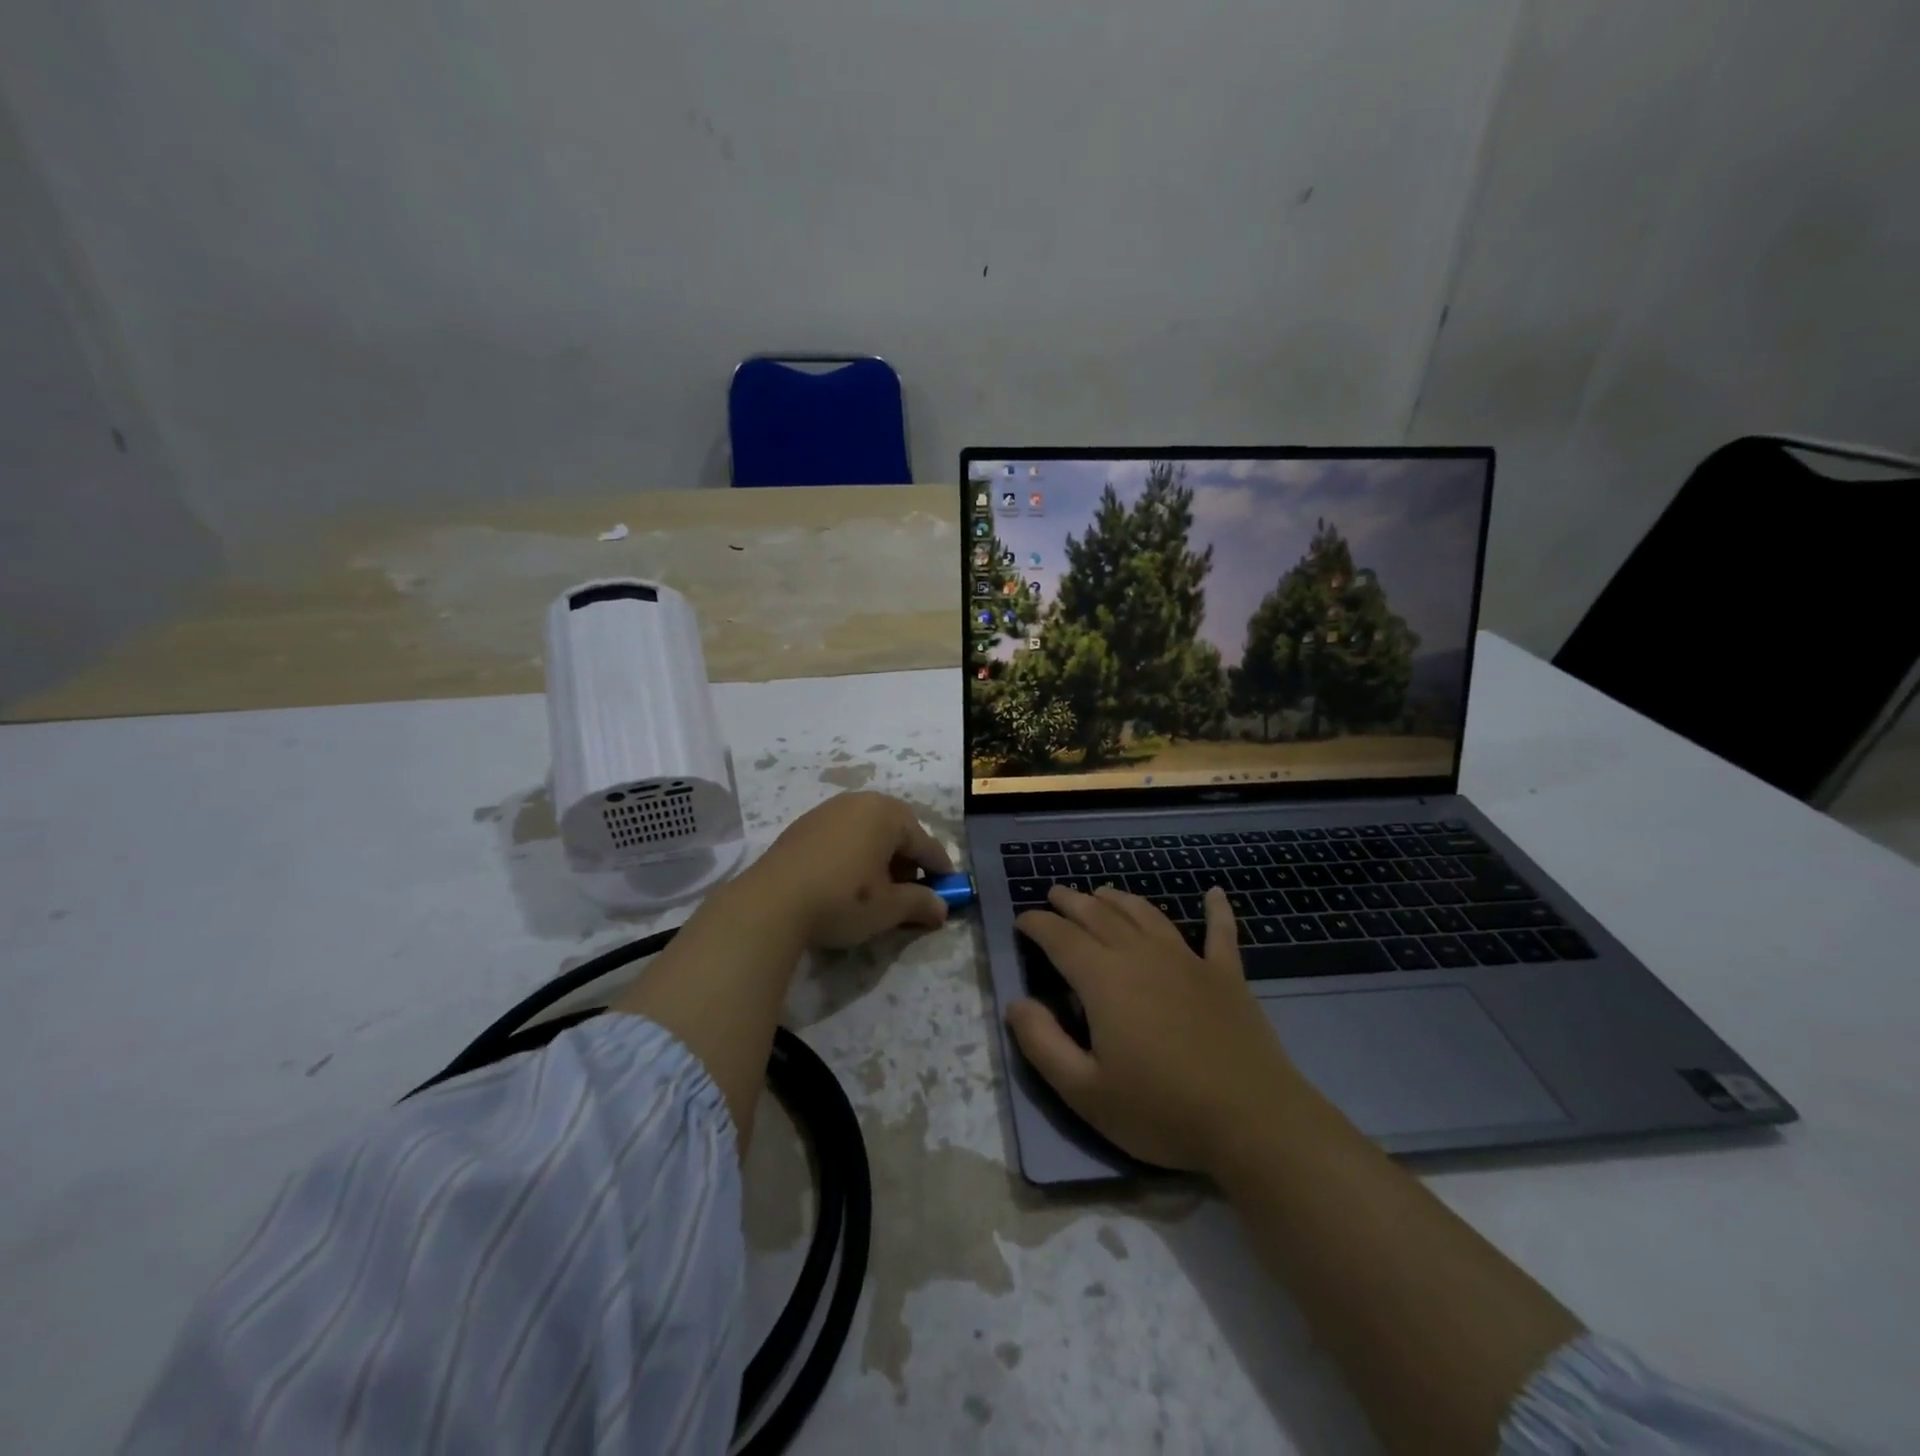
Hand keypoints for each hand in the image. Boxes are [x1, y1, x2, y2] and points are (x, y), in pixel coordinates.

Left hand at [743, 791, 954, 949]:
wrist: (770, 903)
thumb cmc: (842, 899)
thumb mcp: (888, 908)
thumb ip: (920, 903)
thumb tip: (942, 908)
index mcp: (887, 814)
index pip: (925, 843)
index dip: (939, 869)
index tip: (948, 890)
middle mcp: (860, 802)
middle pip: (897, 831)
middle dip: (908, 859)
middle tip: (911, 889)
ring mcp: (828, 810)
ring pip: (868, 831)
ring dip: (880, 856)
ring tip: (878, 887)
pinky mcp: (803, 826)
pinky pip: (842, 835)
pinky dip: (854, 854)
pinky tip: (847, 880)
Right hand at [1007, 885, 1304, 1174]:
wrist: (1252, 1121)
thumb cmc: (1160, 1110)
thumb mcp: (1085, 1092)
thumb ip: (1042, 1044)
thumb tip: (1015, 1003)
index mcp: (1104, 978)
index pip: (1060, 937)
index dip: (1037, 924)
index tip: (1022, 920)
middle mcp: (1142, 955)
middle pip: (1100, 915)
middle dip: (1072, 901)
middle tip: (1055, 894)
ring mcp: (1188, 960)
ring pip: (1146, 914)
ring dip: (1120, 898)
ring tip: (1103, 892)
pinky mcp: (1227, 975)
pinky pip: (1220, 932)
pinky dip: (1216, 910)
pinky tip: (1214, 893)